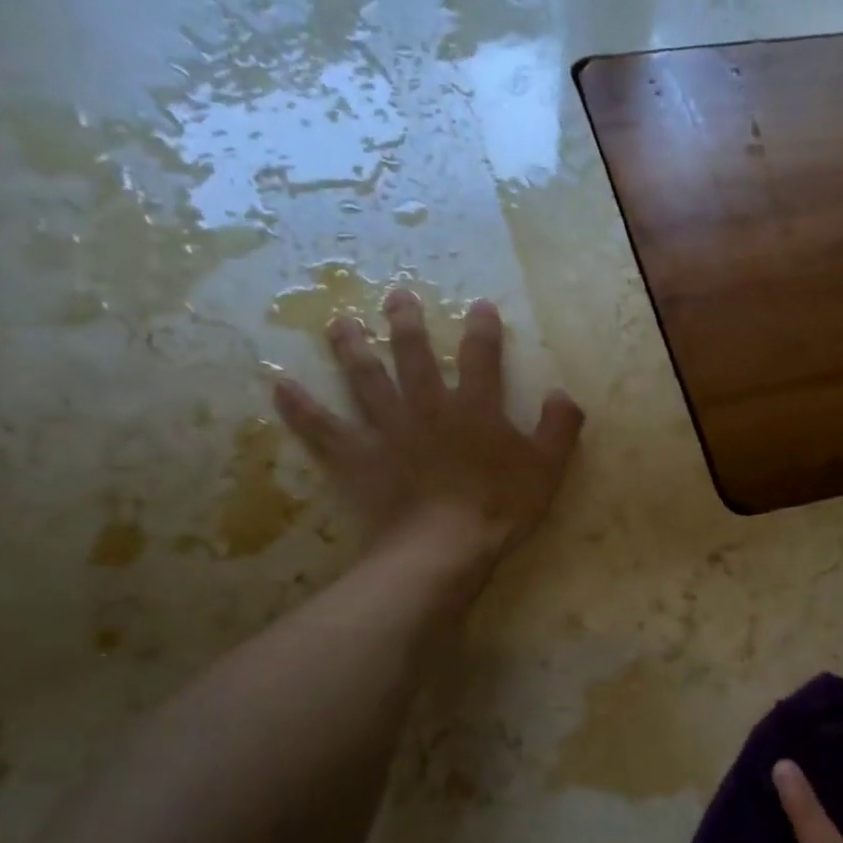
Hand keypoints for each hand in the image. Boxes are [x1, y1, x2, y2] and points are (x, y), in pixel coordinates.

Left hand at [273, 289, 583, 574]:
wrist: (444, 548)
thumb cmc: (499, 509)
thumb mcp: (547, 469)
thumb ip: (558, 428)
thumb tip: (563, 394)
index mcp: (474, 408)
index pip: (480, 357)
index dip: (482, 330)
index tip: (480, 306)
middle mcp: (427, 407)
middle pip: (413, 355)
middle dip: (407, 322)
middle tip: (396, 295)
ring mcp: (387, 431)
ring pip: (365, 380)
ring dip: (351, 348)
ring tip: (339, 322)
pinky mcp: (358, 459)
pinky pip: (324, 429)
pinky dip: (300, 408)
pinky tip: (279, 384)